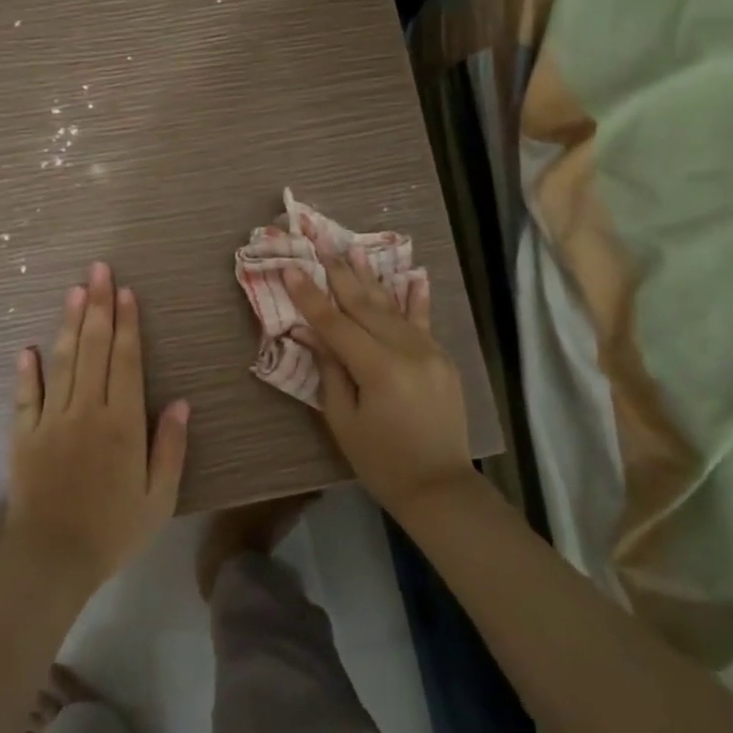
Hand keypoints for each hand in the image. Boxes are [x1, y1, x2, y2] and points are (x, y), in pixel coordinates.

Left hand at [2, 261, 189, 592]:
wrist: (53, 559)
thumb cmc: (114, 529)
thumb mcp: (160, 497)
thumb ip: (170, 447)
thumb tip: (182, 402)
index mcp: (122, 423)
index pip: (126, 360)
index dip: (127, 323)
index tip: (125, 291)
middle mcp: (87, 410)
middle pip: (93, 348)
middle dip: (98, 306)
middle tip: (98, 270)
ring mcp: (51, 420)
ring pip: (62, 362)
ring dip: (68, 324)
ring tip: (73, 290)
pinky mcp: (23, 435)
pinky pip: (25, 395)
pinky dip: (27, 370)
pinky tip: (28, 347)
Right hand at [284, 247, 474, 515]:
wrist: (439, 487)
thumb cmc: (381, 461)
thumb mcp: (343, 420)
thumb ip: (330, 370)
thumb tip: (313, 334)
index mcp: (379, 368)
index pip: (335, 323)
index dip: (309, 295)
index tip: (290, 268)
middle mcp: (407, 350)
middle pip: (364, 304)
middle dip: (339, 274)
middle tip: (320, 244)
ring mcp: (429, 351)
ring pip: (392, 307)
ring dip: (371, 278)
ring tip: (354, 250)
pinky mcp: (441, 358)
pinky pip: (422, 321)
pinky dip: (414, 298)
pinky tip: (412, 274)